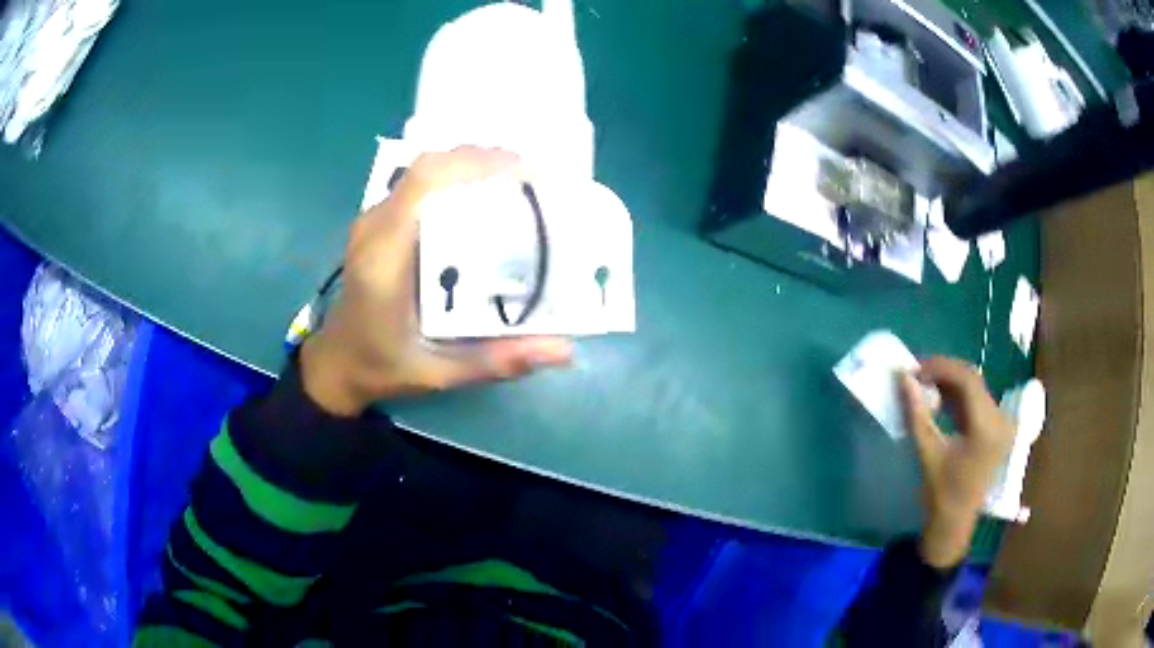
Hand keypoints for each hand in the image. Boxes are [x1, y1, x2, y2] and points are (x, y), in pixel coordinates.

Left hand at [300, 147, 572, 415]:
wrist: (337, 362)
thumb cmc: (381, 366)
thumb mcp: (438, 373)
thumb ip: (496, 361)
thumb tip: (564, 350)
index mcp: (384, 256)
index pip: (423, 183)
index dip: (474, 165)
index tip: (525, 172)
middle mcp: (375, 226)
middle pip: (429, 166)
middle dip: (485, 161)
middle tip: (535, 179)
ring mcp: (373, 219)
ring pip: (425, 170)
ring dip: (472, 166)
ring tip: (519, 183)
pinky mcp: (379, 222)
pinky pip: (420, 184)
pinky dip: (457, 179)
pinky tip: (486, 197)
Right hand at [900, 357, 1014, 568]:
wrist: (954, 524)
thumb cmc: (940, 493)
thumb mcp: (927, 454)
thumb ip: (917, 414)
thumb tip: (903, 378)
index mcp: (987, 427)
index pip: (967, 379)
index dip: (940, 367)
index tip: (914, 369)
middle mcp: (1000, 419)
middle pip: (972, 380)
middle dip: (943, 372)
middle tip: (916, 374)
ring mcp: (1001, 423)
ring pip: (974, 387)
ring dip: (949, 383)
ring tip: (924, 385)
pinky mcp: (996, 428)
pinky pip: (977, 400)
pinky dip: (956, 396)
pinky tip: (939, 400)